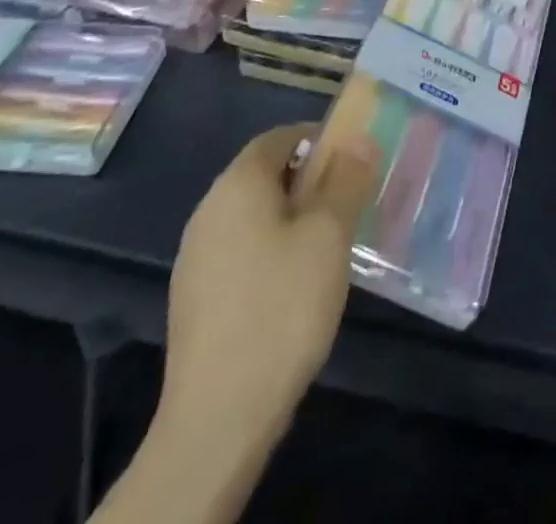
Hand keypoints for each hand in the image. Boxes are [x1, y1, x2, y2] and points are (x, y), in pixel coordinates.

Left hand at [161, 122, 378, 431]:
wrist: (218, 417)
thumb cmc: (281, 307)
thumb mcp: (328, 236)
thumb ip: (345, 181)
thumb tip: (359, 139)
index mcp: (236, 185)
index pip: (278, 138)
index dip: (317, 139)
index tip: (353, 159)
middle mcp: (208, 212)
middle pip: (263, 175)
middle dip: (309, 180)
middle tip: (351, 199)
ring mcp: (196, 258)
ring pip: (253, 216)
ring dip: (292, 217)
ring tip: (331, 243)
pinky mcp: (196, 299)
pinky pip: (241, 251)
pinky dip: (272, 250)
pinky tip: (297, 284)